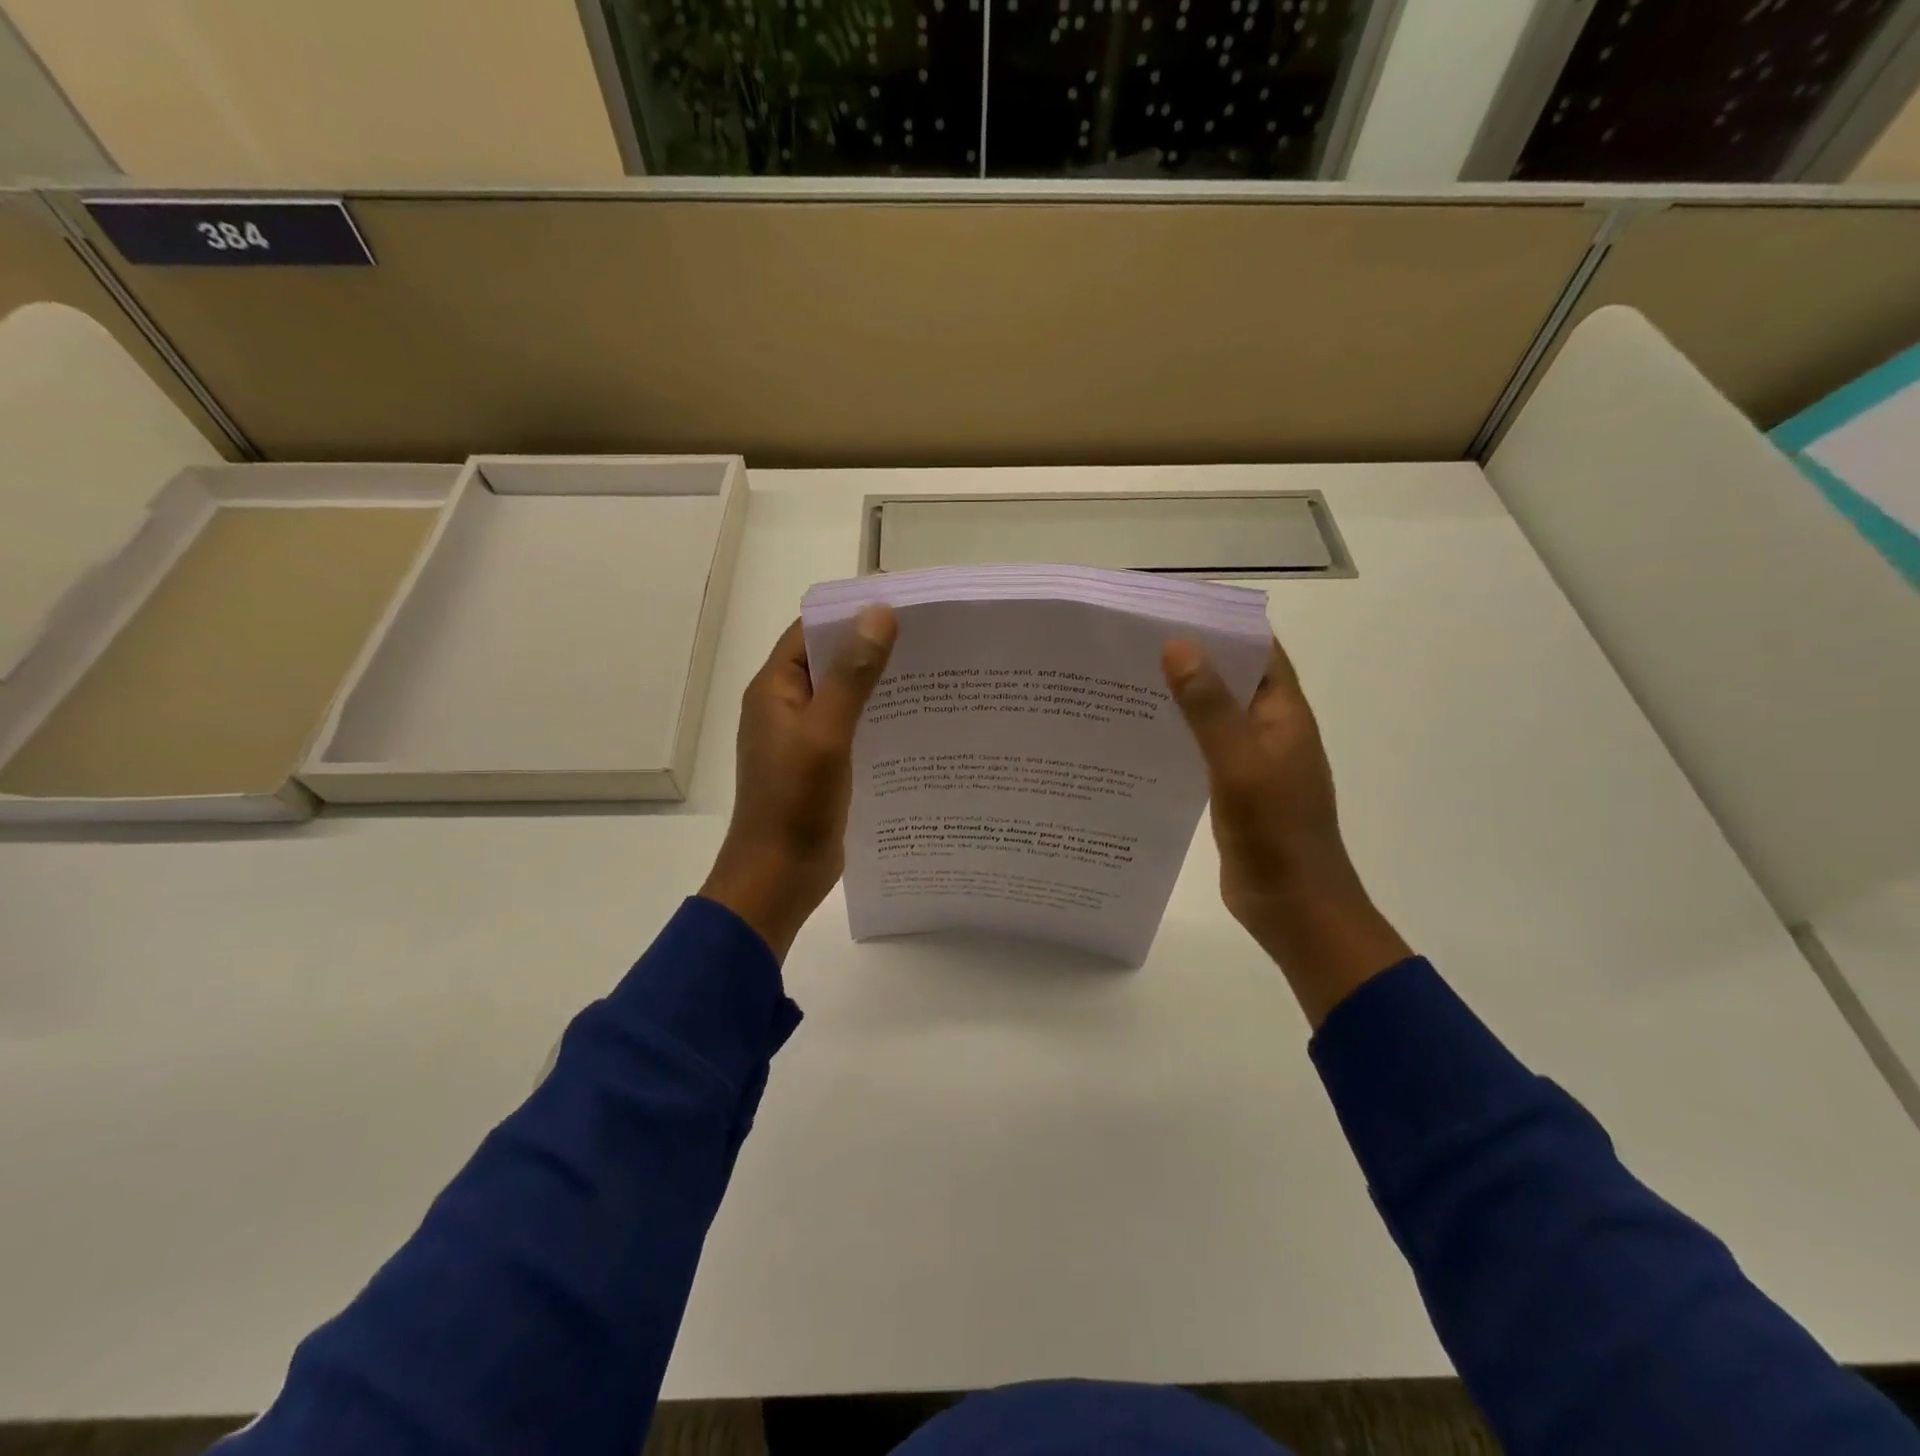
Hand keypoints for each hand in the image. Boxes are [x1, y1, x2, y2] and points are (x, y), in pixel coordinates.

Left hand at [701, 607, 897, 959]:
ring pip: (843, 696)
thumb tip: (879, 613)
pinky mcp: (820, 765)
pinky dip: (876, 718)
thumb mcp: (826, 734)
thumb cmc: (795, 803)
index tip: (902, 604)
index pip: (812, 632)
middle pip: (830, 661)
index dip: (851, 614)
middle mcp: (785, 707)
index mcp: (775, 690)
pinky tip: (915, 721)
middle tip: (928, 638)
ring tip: (931, 673)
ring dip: (878, 684)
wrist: (778, 877)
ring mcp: (802, 738)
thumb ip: (852, 676)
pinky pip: (850, 728)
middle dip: (872, 647)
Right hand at [1163, 636, 1410, 1026]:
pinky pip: (1203, 747)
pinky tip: (1138, 736)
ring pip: (1214, 713)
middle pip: (1231, 677)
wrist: (1294, 908)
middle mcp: (1270, 729)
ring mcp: (1252, 760)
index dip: (1221, 622)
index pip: (1257, 648)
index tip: (1170, 606)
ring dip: (1181, 696)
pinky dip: (1177, 734)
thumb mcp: (1240, 764)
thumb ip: (1209, 708)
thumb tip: (1178, 644)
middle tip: (1132, 642)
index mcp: (1283, 714)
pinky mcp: (1234, 788)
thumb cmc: (1275, 833)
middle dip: (1191, 656)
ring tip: (1124, 680)